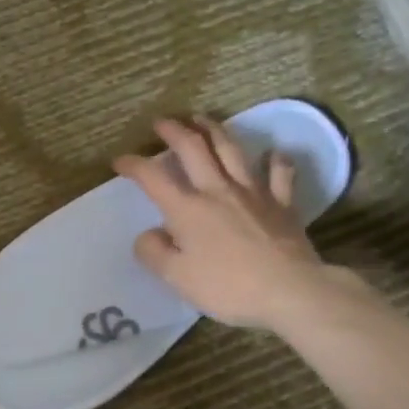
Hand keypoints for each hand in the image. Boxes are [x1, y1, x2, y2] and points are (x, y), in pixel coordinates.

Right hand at [114, 116, 358, 330]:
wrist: (289, 290)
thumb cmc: (227, 287)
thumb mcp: (176, 278)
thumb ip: (154, 252)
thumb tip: (148, 234)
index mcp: (187, 209)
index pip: (153, 177)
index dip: (133, 165)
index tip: (119, 161)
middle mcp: (218, 190)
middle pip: (193, 149)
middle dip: (174, 131)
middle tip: (161, 122)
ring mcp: (254, 193)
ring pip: (231, 150)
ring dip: (214, 129)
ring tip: (202, 119)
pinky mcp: (282, 204)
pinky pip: (280, 174)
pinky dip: (274, 160)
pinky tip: (272, 154)